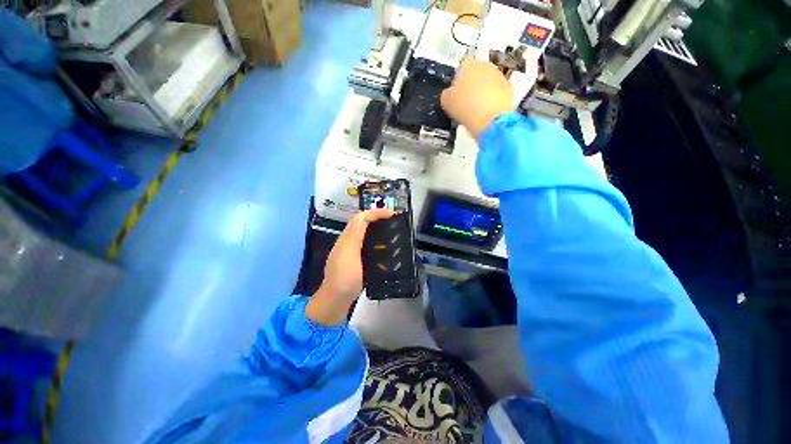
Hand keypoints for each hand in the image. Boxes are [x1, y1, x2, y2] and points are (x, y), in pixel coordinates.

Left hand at [306, 208, 394, 325]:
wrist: (336, 299)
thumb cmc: (344, 275)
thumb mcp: (349, 252)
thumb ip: (356, 233)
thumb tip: (365, 215)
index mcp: (347, 237)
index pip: (361, 217)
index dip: (376, 212)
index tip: (392, 214)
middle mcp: (349, 241)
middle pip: (363, 223)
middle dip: (378, 218)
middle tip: (394, 221)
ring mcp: (353, 252)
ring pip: (366, 233)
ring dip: (378, 229)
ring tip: (392, 232)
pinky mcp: (358, 261)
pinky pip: (368, 245)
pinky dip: (378, 242)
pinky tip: (386, 248)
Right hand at [441, 59, 513, 138]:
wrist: (490, 119)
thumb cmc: (465, 107)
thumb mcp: (446, 101)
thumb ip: (447, 94)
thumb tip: (449, 93)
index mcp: (468, 65)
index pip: (460, 68)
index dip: (457, 82)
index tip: (456, 95)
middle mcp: (485, 65)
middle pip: (476, 74)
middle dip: (471, 85)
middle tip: (465, 102)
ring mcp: (499, 75)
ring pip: (488, 82)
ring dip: (483, 92)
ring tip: (476, 109)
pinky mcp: (509, 88)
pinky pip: (497, 93)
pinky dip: (493, 100)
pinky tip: (487, 112)